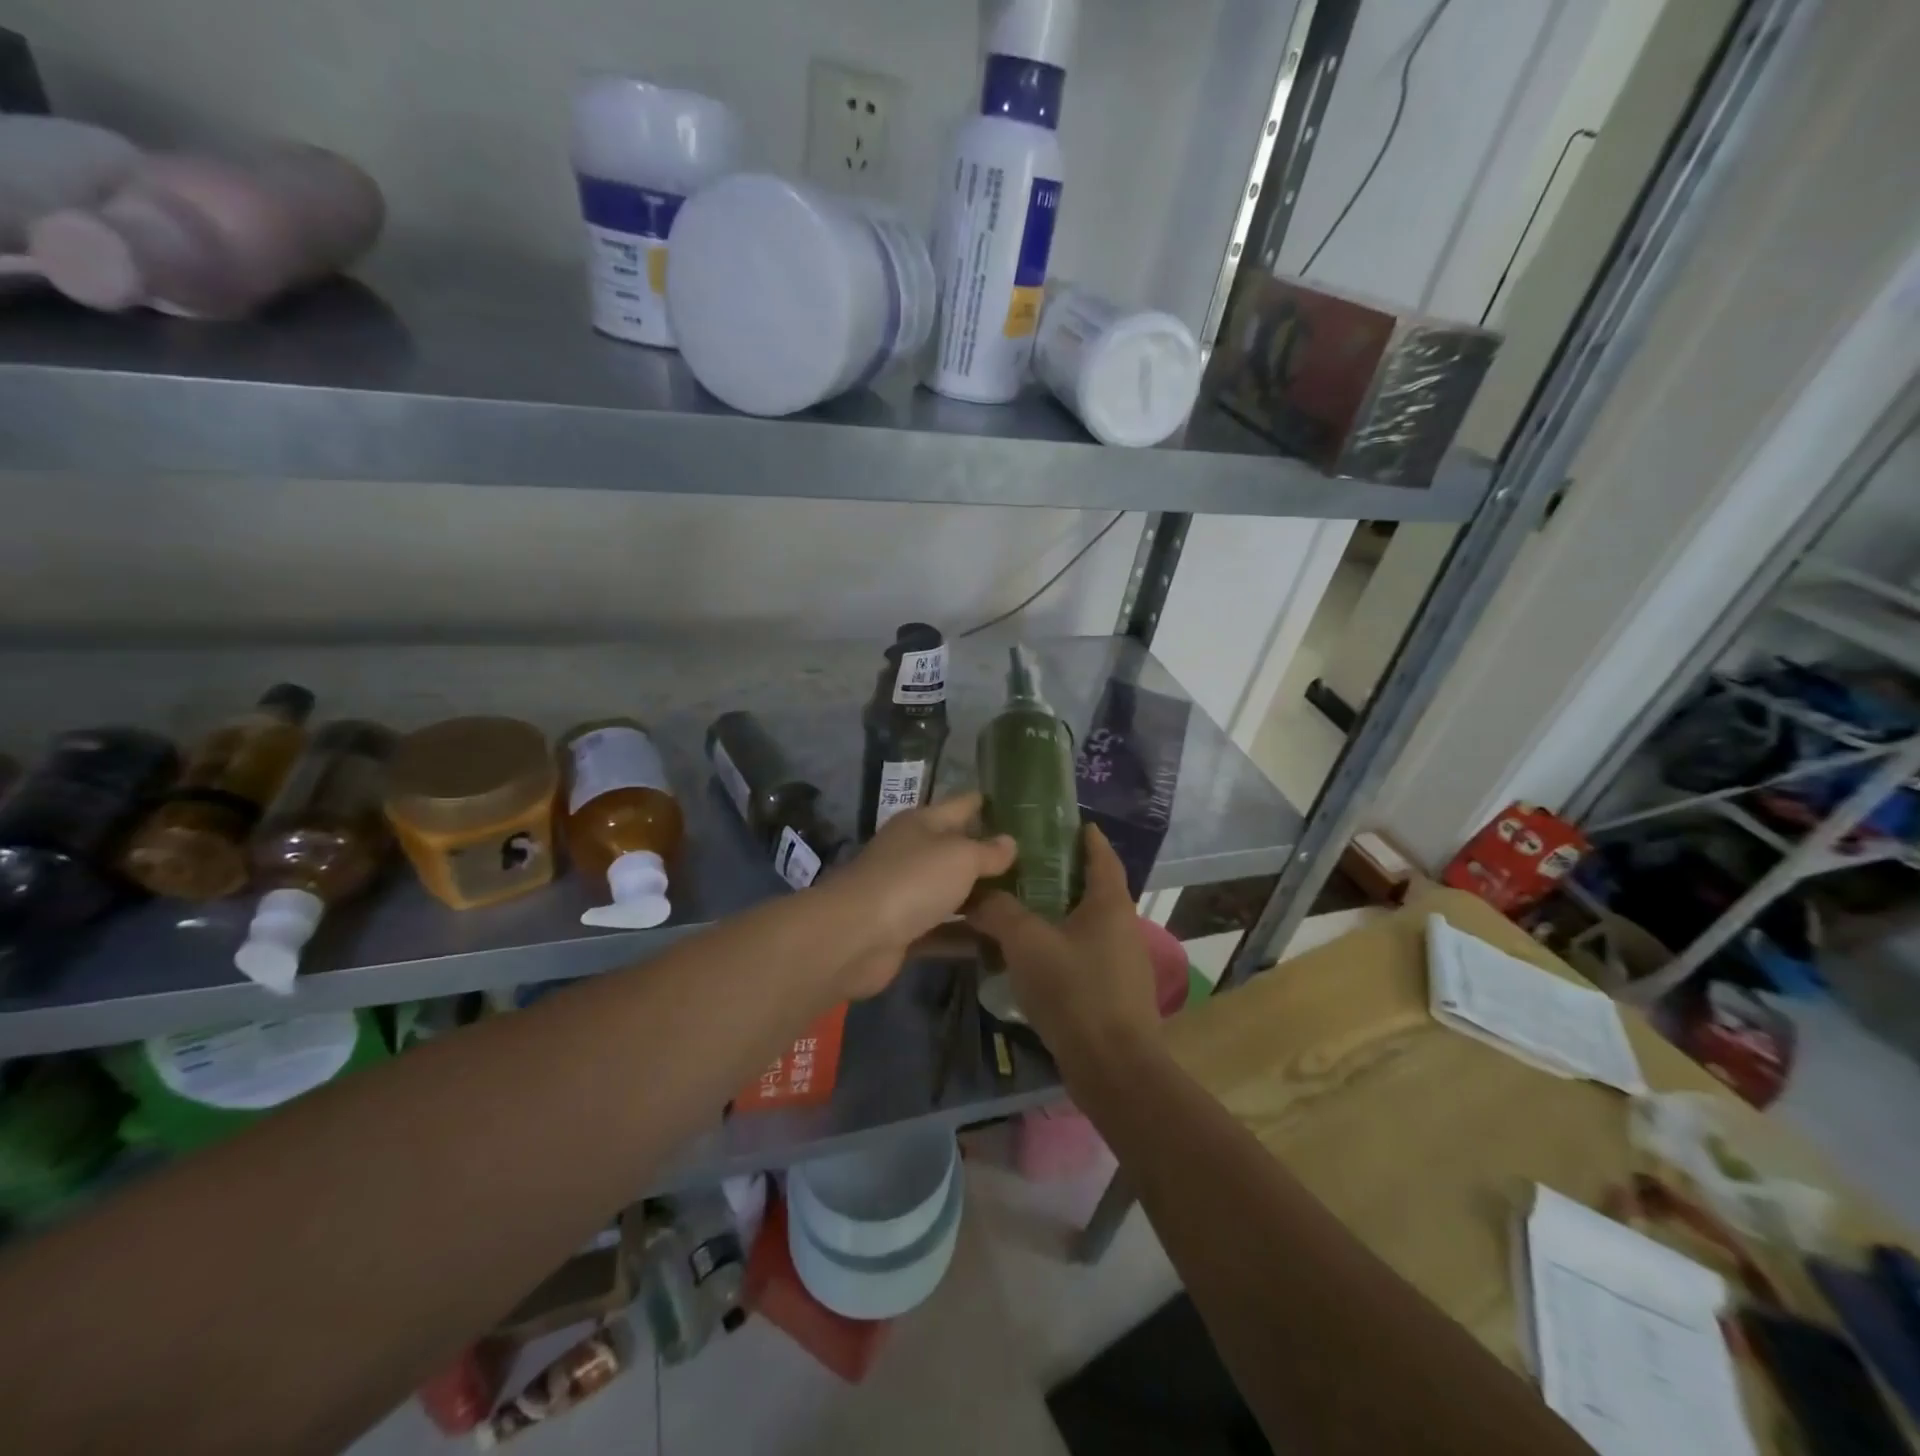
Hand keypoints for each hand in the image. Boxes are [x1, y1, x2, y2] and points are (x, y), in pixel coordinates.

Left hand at [824, 794, 1015, 998]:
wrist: (856, 936)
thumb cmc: (912, 881)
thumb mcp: (960, 857)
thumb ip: (988, 851)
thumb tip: (1010, 841)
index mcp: (922, 823)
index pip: (961, 805)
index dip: (986, 804)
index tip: (1018, 807)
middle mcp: (912, 852)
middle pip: (956, 850)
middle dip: (989, 855)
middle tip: (1033, 862)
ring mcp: (906, 893)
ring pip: (951, 891)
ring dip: (980, 897)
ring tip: (1023, 902)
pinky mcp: (904, 930)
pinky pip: (943, 928)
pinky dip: (966, 933)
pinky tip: (999, 941)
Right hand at [967, 824, 1160, 1076]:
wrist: (1112, 1067)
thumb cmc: (1074, 991)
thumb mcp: (1027, 942)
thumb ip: (1000, 912)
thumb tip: (977, 896)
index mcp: (1110, 904)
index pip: (1102, 856)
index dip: (1087, 837)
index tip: (1069, 822)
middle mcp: (1122, 927)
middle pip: (1094, 889)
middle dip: (1064, 875)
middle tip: (1025, 864)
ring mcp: (1122, 963)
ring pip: (1086, 924)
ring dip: (1058, 913)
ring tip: (1019, 907)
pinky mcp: (1113, 993)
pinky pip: (1083, 955)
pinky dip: (1059, 945)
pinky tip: (1030, 956)